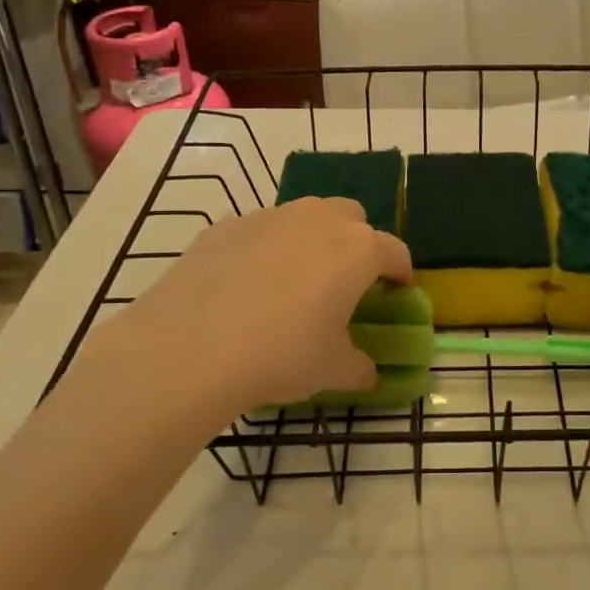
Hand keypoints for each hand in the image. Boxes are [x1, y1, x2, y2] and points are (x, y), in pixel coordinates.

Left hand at [74, 198, 411, 417]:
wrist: (189, 348)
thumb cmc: (281, 355)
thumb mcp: (332, 370)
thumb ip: (360, 367)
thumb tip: (369, 373)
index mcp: (357, 250)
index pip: (395, 252)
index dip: (400, 273)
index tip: (397, 293)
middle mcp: (318, 220)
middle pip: (351, 217)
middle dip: (356, 242)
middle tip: (345, 282)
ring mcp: (269, 217)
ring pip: (304, 216)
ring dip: (310, 240)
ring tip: (293, 281)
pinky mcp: (225, 226)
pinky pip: (259, 230)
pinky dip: (264, 249)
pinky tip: (245, 286)